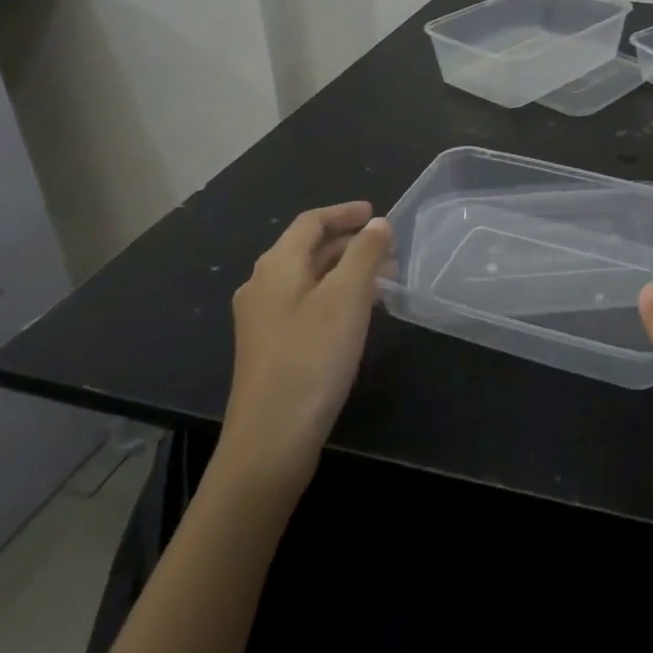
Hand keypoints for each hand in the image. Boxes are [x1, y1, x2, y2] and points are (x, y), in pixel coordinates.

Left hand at [216, 201, 393, 487]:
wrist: (271, 439)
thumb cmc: (312, 357)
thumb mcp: (348, 297)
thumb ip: (365, 254)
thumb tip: (378, 223)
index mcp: (276, 266)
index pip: (310, 222)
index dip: (344, 213)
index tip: (377, 213)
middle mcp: (263, 286)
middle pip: (307, 249)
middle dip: (350, 243)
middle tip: (389, 248)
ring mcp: (263, 319)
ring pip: (309, 278)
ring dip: (345, 270)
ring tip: (384, 279)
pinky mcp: (270, 348)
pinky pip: (306, 304)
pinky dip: (335, 296)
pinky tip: (358, 314)